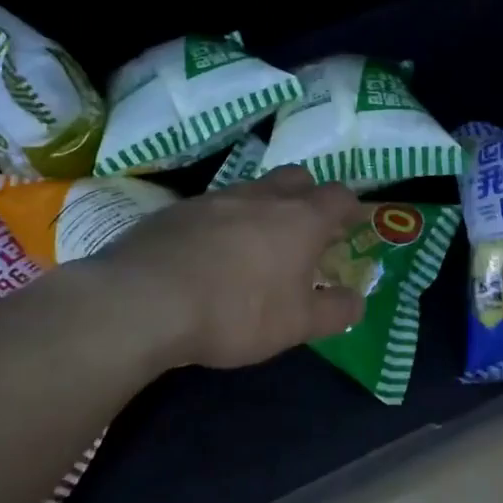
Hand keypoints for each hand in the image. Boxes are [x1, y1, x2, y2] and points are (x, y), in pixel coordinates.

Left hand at [95, 167, 366, 369]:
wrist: (145, 301)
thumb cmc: (237, 311)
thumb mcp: (297, 325)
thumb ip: (335, 312)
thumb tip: (357, 301)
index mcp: (301, 218)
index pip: (338, 196)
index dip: (349, 208)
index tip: (350, 224)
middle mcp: (262, 196)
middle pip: (297, 178)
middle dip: (308, 196)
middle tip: (306, 229)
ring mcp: (216, 198)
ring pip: (252, 189)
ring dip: (263, 208)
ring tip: (257, 245)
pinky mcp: (177, 210)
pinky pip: (213, 207)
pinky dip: (223, 222)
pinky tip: (210, 254)